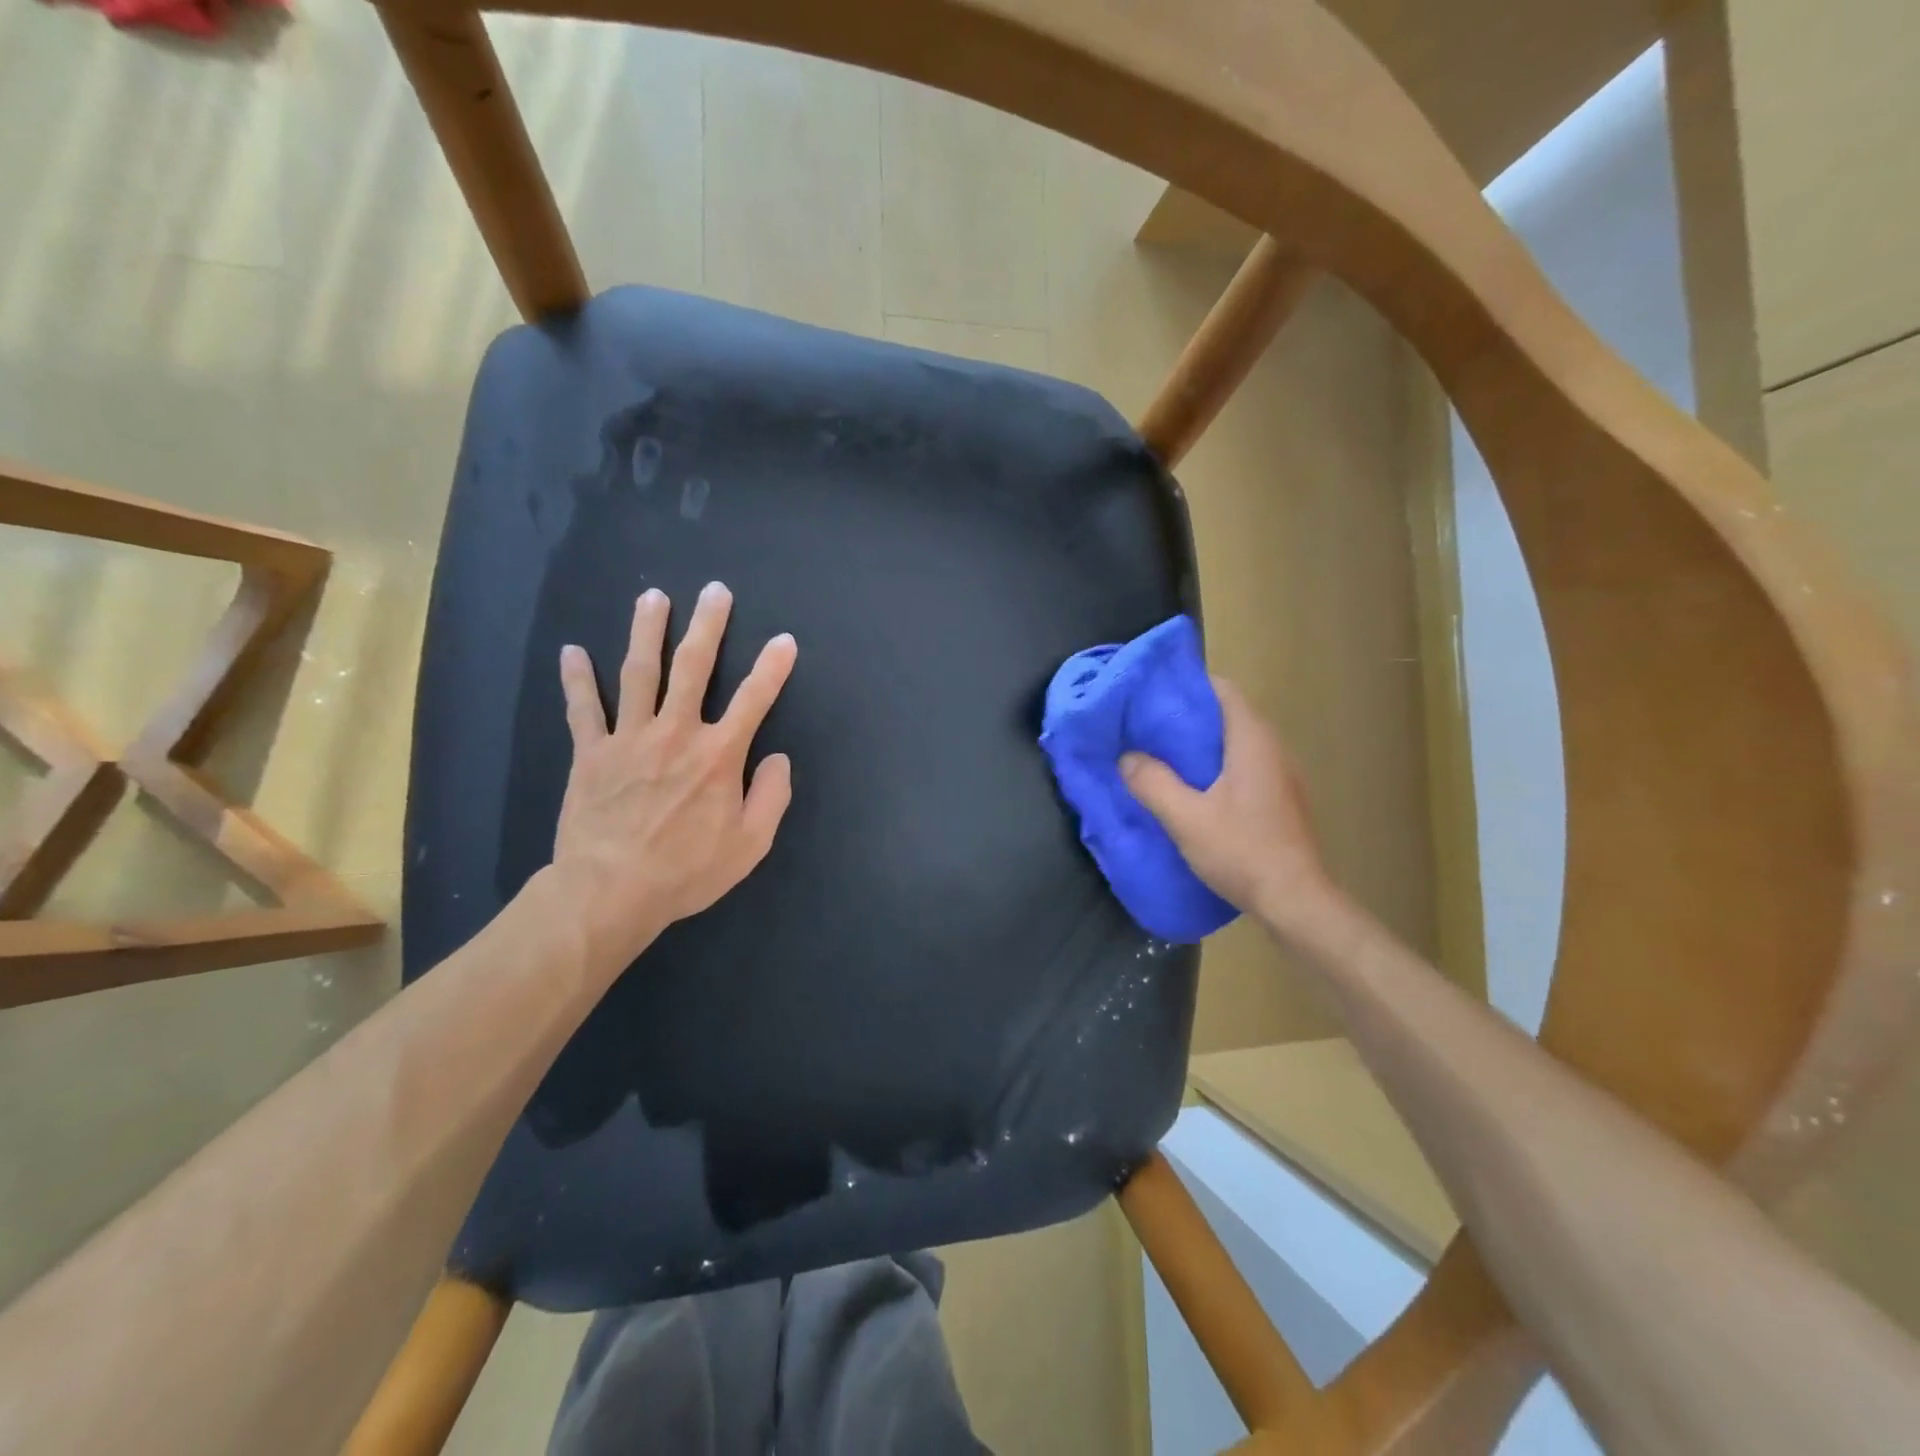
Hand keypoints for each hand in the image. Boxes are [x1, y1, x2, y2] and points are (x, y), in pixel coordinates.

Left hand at [550, 582, 796, 969]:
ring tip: (652, 597)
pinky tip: (572, 651)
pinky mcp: (591, 753)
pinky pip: (583, 709)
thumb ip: (772, 796)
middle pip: (694, 668)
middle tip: (714, 591)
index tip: (784, 641)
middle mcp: (676, 733)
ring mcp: (629, 738)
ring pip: (640, 674)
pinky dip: (577, 680)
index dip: (773, 668)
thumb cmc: (687, 870)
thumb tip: (778, 757)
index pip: (755, 700)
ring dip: (647, 632)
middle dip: (708, 626)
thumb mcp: (750, 844)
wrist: (610, 891)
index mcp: (718, 755)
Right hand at [1120, 677, 1332, 932]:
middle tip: (1148, 725)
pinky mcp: (1283, 800)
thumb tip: (1127, 758)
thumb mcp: (1186, 818)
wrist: (1295, 901)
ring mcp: (1283, 776)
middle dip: (1190, 715)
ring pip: (1238, 743)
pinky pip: (1246, 766)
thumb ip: (1153, 783)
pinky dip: (1219, 766)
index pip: (1224, 690)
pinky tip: (1195, 789)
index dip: (1190, 685)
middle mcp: (1274, 749)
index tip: (1154, 692)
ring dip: (1204, 743)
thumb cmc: (1242, 851)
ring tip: (1164, 754)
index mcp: (1252, 742)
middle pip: (1230, 715)